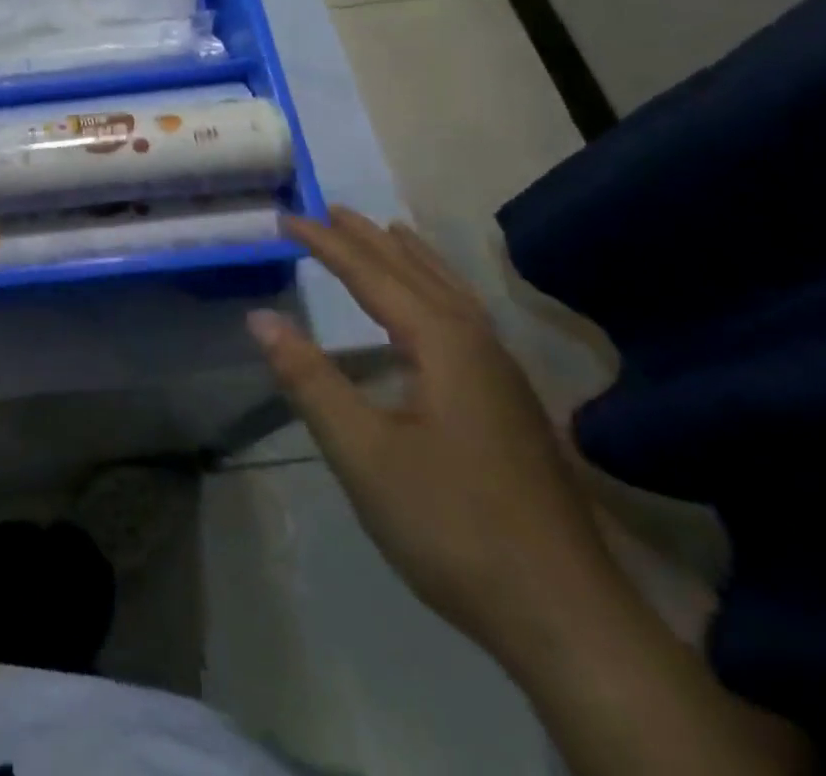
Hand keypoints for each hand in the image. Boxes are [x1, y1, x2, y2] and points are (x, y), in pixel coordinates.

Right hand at [249, 206, 620, 668]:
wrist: (565, 616)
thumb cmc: (452, 524)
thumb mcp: (363, 452)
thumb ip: (310, 380)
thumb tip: (260, 318)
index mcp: (443, 343)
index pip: (372, 275)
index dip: (326, 244)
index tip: (285, 218)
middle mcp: (477, 343)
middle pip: (415, 272)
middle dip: (368, 239)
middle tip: (329, 209)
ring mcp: (502, 374)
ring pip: (450, 292)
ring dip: (410, 258)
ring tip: (387, 232)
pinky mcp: (510, 403)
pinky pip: (465, 317)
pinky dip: (438, 289)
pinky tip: (434, 310)